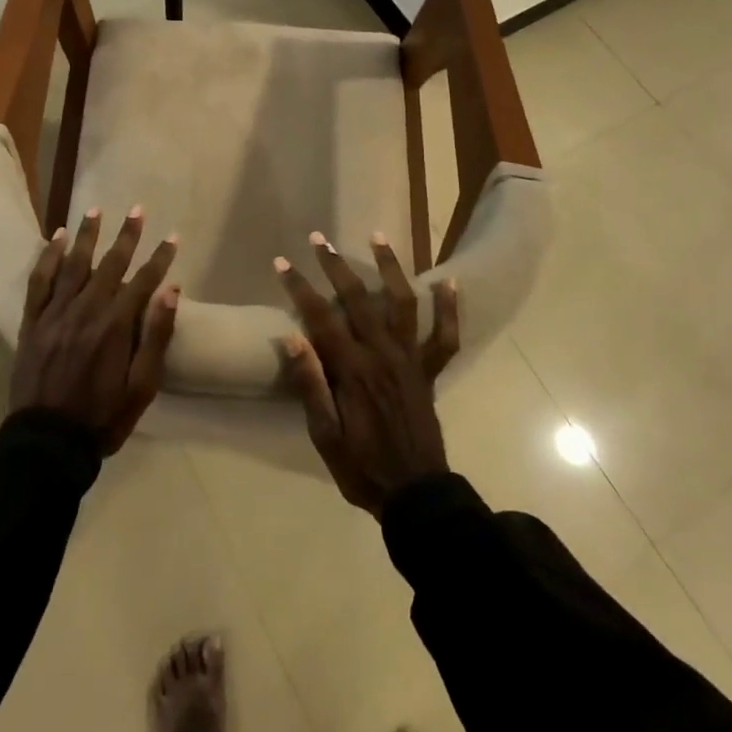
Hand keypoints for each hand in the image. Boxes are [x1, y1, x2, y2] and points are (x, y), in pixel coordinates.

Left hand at [10, 205, 179, 453]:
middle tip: (137, 209)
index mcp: (115, 326)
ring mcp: (55, 314)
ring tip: (95, 210)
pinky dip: (47, 257)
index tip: (172, 237)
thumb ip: (156, 336)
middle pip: (110, 264)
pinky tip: (55, 239)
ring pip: (73, 264)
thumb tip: (171, 290)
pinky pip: (39, 282)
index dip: (160, 258)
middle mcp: (86, 310)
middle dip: (127, 235)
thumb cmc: (102, 417)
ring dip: (87, 235)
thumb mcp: (142, 386)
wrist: (46, 443)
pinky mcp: (32, 322)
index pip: (143, 280)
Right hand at [274, 231, 459, 514]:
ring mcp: (410, 360)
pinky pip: (445, 336)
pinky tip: (449, 280)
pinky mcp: (429, 371)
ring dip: (389, 267)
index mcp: (353, 370)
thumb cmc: (362, 468)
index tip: (282, 262)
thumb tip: (292, 336)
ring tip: (377, 236)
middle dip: (335, 265)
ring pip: (402, 302)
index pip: (320, 317)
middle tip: (319, 239)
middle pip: (357, 298)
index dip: (299, 288)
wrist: (416, 495)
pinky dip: (449, 308)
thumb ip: (310, 384)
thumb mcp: (324, 436)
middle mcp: (383, 355)